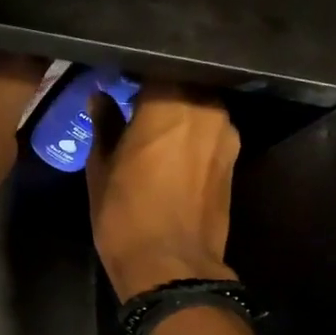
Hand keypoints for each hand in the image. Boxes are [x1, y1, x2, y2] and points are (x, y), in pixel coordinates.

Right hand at [86, 84, 239, 300]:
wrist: (171, 268)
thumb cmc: (125, 217)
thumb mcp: (102, 171)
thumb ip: (105, 127)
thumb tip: (101, 98)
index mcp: (168, 102)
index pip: (153, 66)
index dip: (134, 72)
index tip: (117, 80)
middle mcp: (205, 108)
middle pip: (182, 83)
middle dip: (160, 90)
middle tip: (134, 103)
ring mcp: (226, 134)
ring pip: (200, 107)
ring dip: (179, 113)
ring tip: (154, 130)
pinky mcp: (234, 159)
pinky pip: (210, 133)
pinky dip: (193, 135)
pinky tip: (173, 154)